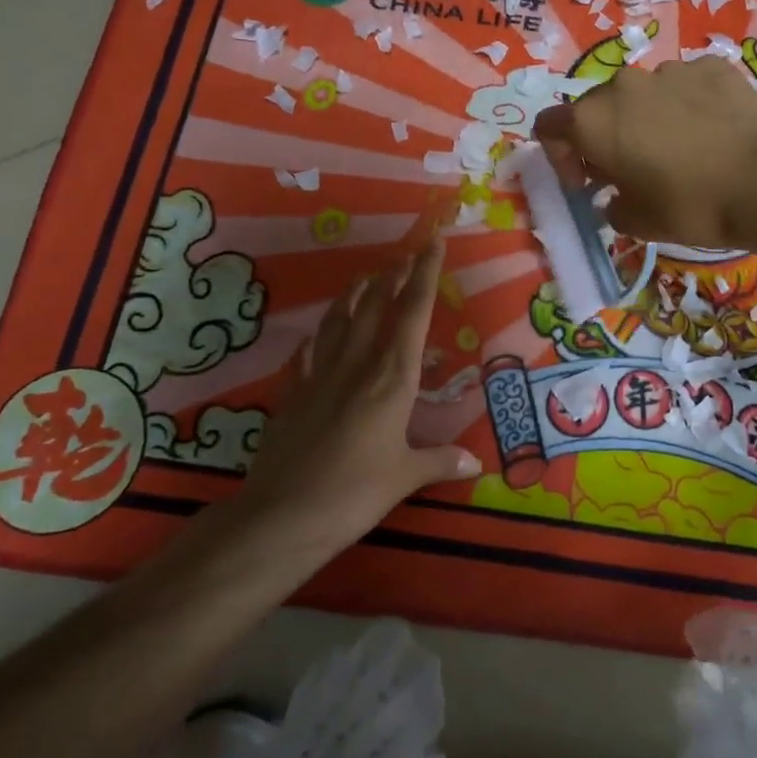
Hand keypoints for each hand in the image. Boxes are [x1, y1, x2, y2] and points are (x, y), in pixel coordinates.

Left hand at [237, 235, 477, 551]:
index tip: (433, 242)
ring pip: (339, 319)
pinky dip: (320, 334)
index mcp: (392, 378)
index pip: (413, 313)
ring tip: (366, 277)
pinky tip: (322, 333)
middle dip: (392, 276)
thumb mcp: (405, 477)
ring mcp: (320, 374)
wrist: (282, 515)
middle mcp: (357, 365)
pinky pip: (310, 349)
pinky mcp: (293, 392)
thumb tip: (475, 463)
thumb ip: (440, 462)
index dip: (425, 274)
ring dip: (355, 293)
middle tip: (404, 255)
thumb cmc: (354, 493)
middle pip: (376, 306)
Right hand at [533, 57, 756, 244]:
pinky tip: (711, 133)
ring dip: (645, 119)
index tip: (586, 183)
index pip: (549, 126)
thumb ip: (611, 206)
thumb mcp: (637, 222)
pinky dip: (687, 105)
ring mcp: (670, 70)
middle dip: (603, 137)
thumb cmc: (689, 206)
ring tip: (678, 150)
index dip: (560, 157)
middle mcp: (624, 84)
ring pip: (643, 94)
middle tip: (629, 170)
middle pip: (597, 107)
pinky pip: (685, 86)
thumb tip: (616, 197)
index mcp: (593, 120)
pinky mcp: (712, 66)